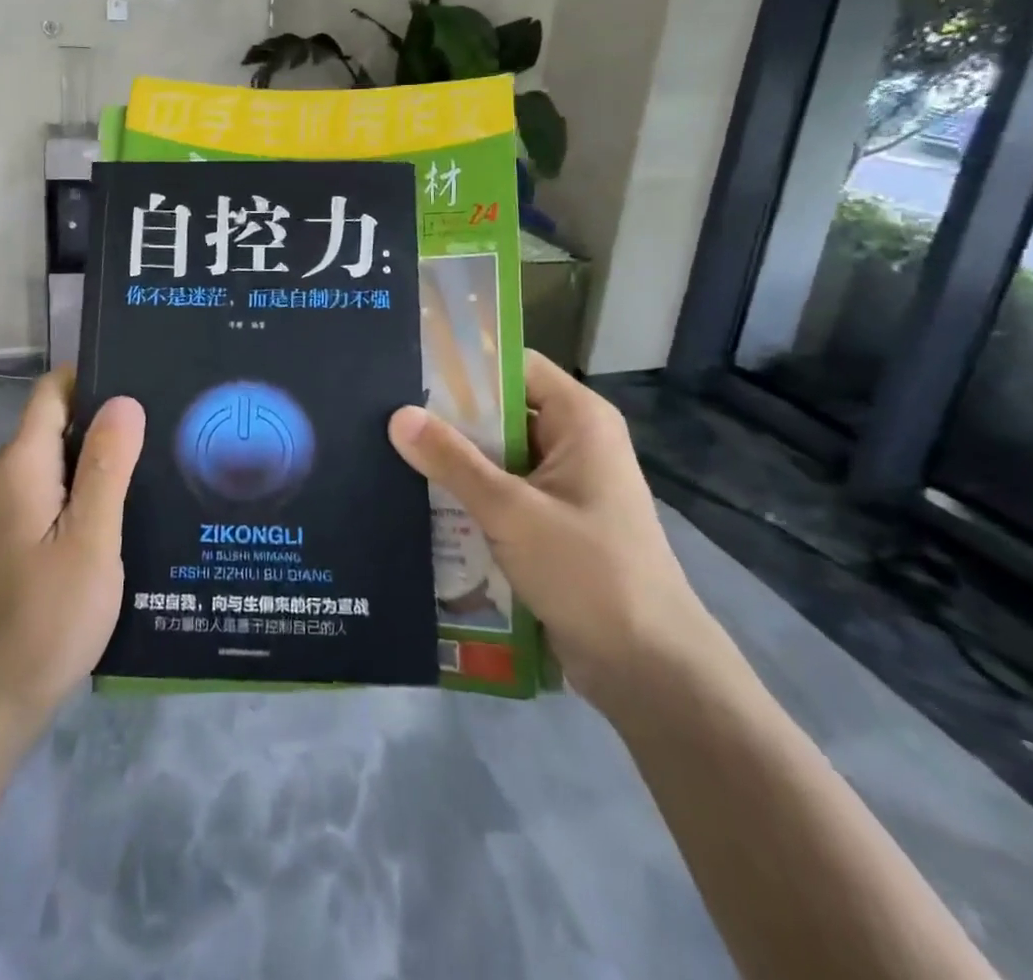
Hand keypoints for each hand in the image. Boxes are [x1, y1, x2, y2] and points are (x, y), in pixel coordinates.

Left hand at [0, 369, 144, 731]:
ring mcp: (12, 509)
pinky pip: (60, 492)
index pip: (54, 391)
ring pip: (63, 460)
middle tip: (169, 418)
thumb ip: (107, 466)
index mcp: (23, 464)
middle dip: (110, 416)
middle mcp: (10, 476)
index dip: (95, 376)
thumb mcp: (91, 537)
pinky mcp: (21, 538)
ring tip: (163, 455)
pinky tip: (134, 505)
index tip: (146, 375)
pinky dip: (92, 489)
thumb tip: (125, 399)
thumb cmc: (48, 612)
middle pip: (60, 422)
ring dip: (105, 456)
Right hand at [388, 350, 717, 708]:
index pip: (514, 366)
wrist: (648, 669)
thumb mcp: (511, 511)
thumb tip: (398, 415)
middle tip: (384, 414)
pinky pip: (500, 492)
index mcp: (579, 420)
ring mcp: (562, 485)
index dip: (465, 364)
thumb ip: (453, 461)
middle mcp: (572, 442)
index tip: (409, 369)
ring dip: (453, 461)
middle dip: (448, 417)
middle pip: (500, 411)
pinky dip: (467, 495)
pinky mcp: (550, 523)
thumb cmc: (589, 572)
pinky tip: (419, 500)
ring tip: (388, 453)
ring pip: (495, 455)